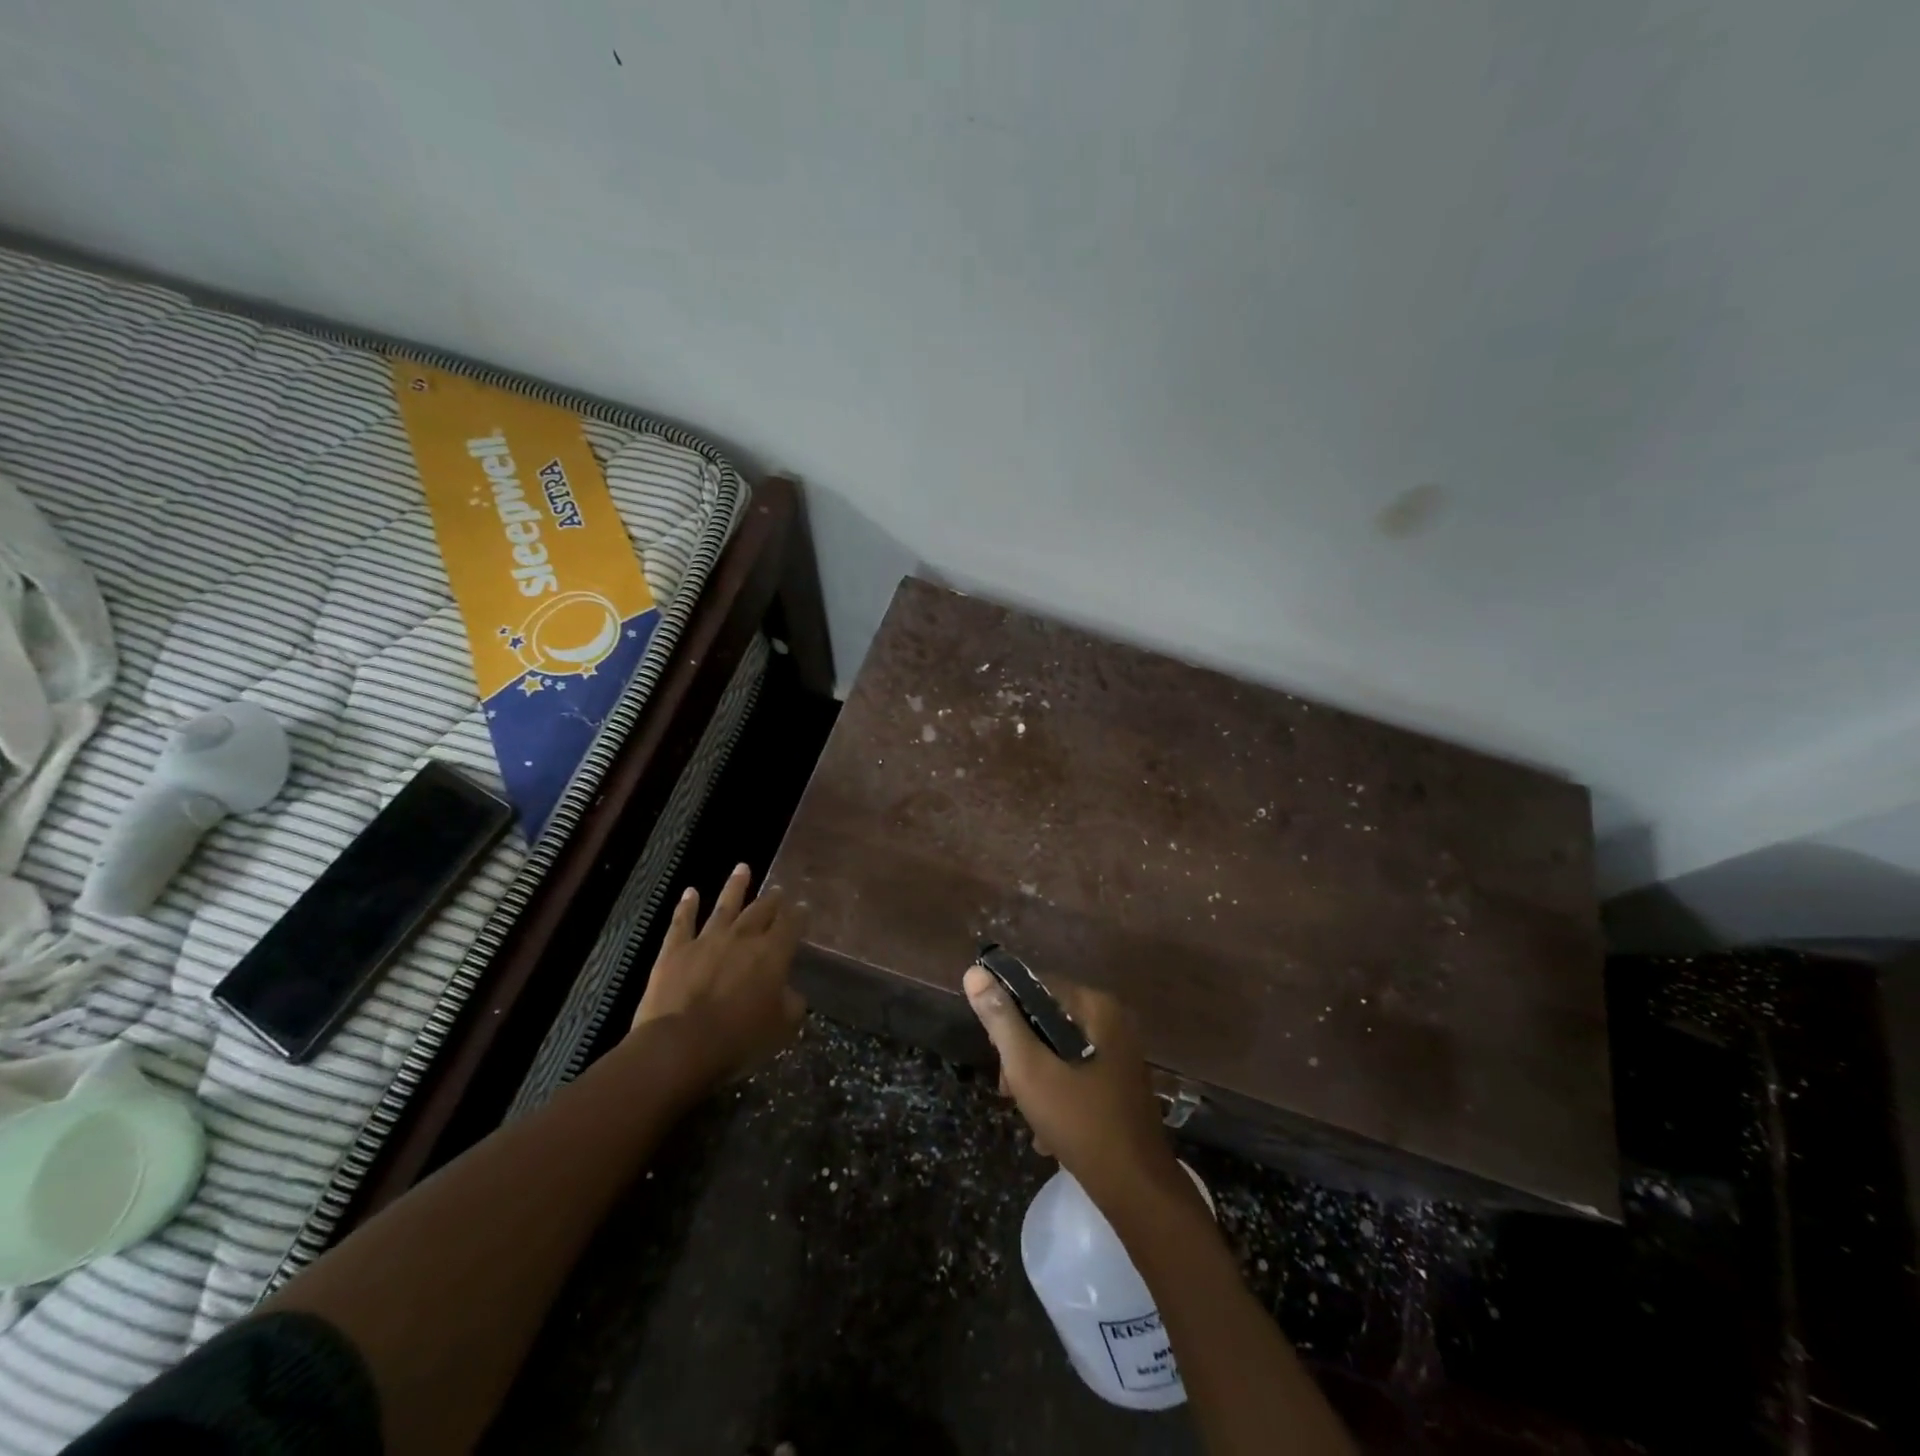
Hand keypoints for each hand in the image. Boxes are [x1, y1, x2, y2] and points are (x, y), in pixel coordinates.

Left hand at [632, 864, 805, 1091]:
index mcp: (773, 954)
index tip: (803, 907)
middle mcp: (743, 938)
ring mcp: (707, 939)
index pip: (791, 925)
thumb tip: (792, 993)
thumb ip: (791, 1005)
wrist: (681, 1044)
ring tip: (742, 868)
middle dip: (771, 899)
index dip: (798, 915)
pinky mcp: (675, 950)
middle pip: (761, 910)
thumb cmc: (739, 1039)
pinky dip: (687, 906)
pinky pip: (682, 922)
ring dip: (735, 886)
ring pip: (725, 906)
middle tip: (777, 889)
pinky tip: (690, 892)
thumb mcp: (781, 1028)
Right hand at [963, 966, 1179, 1207]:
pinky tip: (1047, 1132)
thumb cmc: (1079, 1121)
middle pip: (1047, 1020)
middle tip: (1008, 1090)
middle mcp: (1113, 1021)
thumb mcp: (1029, 1068)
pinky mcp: (1120, 1083)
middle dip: (1021, 1054)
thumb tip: (974, 972)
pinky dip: (1058, 1095)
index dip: (1008, 1014)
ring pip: (1059, 1050)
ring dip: (1036, 1079)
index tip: (994, 1052)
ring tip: (1026, 1114)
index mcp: (1096, 1007)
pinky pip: (1077, 1073)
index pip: (1036, 987)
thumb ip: (1001, 1020)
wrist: (1137, 1190)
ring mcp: (1120, 1054)